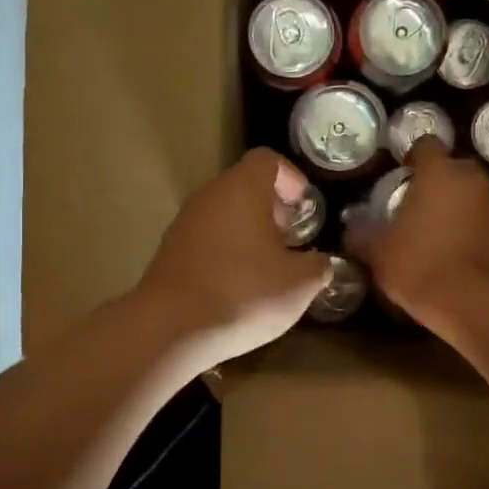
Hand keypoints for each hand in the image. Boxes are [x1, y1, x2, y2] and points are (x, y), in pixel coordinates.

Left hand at [136, 148, 331, 370]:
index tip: (304, 207)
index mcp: (242, 189)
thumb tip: (318, 262)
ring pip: (223, 214)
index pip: (267, 160)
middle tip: (291, 238)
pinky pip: (206, 238)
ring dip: (248, 231)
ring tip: (267, 266)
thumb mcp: (299, 284)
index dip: (291, 177)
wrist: (172, 328)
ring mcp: (184, 223)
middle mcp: (210, 196)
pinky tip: (238, 285)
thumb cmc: (244, 293)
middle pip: (244, 186)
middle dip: (271, 208)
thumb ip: (317, 266)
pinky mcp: (170, 251)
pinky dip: (225, 251)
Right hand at [348, 137, 488, 331]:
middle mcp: (471, 180)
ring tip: (431, 230)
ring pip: (469, 194)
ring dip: (454, 205)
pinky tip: (451, 251)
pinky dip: (468, 228)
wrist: (476, 304)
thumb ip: (362, 234)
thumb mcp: (378, 252)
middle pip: (452, 168)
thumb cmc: (420, 265)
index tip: (399, 175)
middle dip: (435, 181)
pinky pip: (480, 220)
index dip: (411, 157)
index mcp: (439, 172)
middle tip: (414, 203)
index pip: (426, 145)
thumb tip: (350, 226)